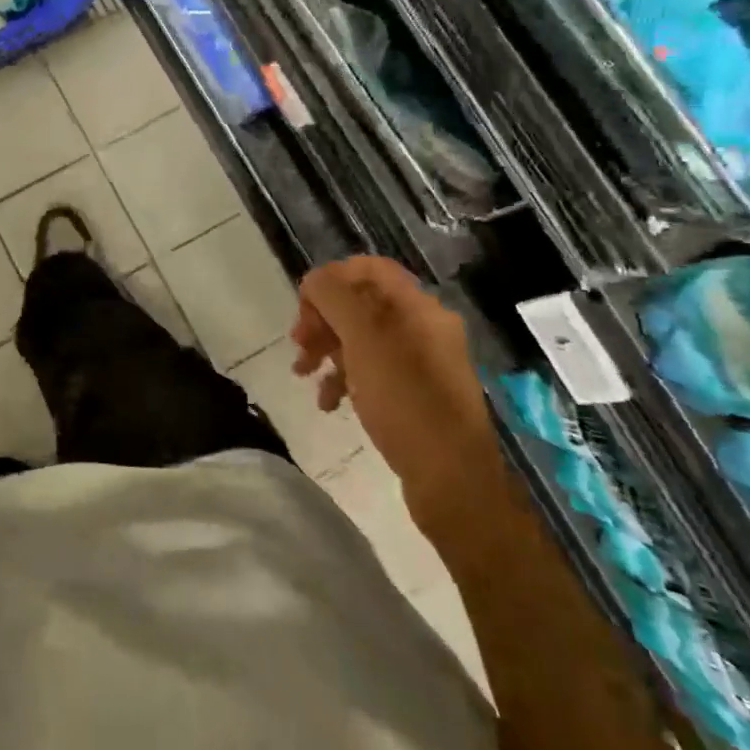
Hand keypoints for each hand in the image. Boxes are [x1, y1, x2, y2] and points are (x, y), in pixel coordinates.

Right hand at [292, 256, 503, 529]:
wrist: (451, 480)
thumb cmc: (406, 401)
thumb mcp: (363, 341)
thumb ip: (335, 299)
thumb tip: (314, 279)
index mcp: (419, 308)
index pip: (370, 269)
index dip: (333, 277)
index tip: (304, 304)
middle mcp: (423, 328)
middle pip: (361, 304)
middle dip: (323, 318)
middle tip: (298, 343)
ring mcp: (421, 363)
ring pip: (361, 339)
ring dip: (327, 349)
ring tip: (302, 374)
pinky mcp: (414, 395)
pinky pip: (371, 371)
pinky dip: (344, 378)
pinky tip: (328, 402)